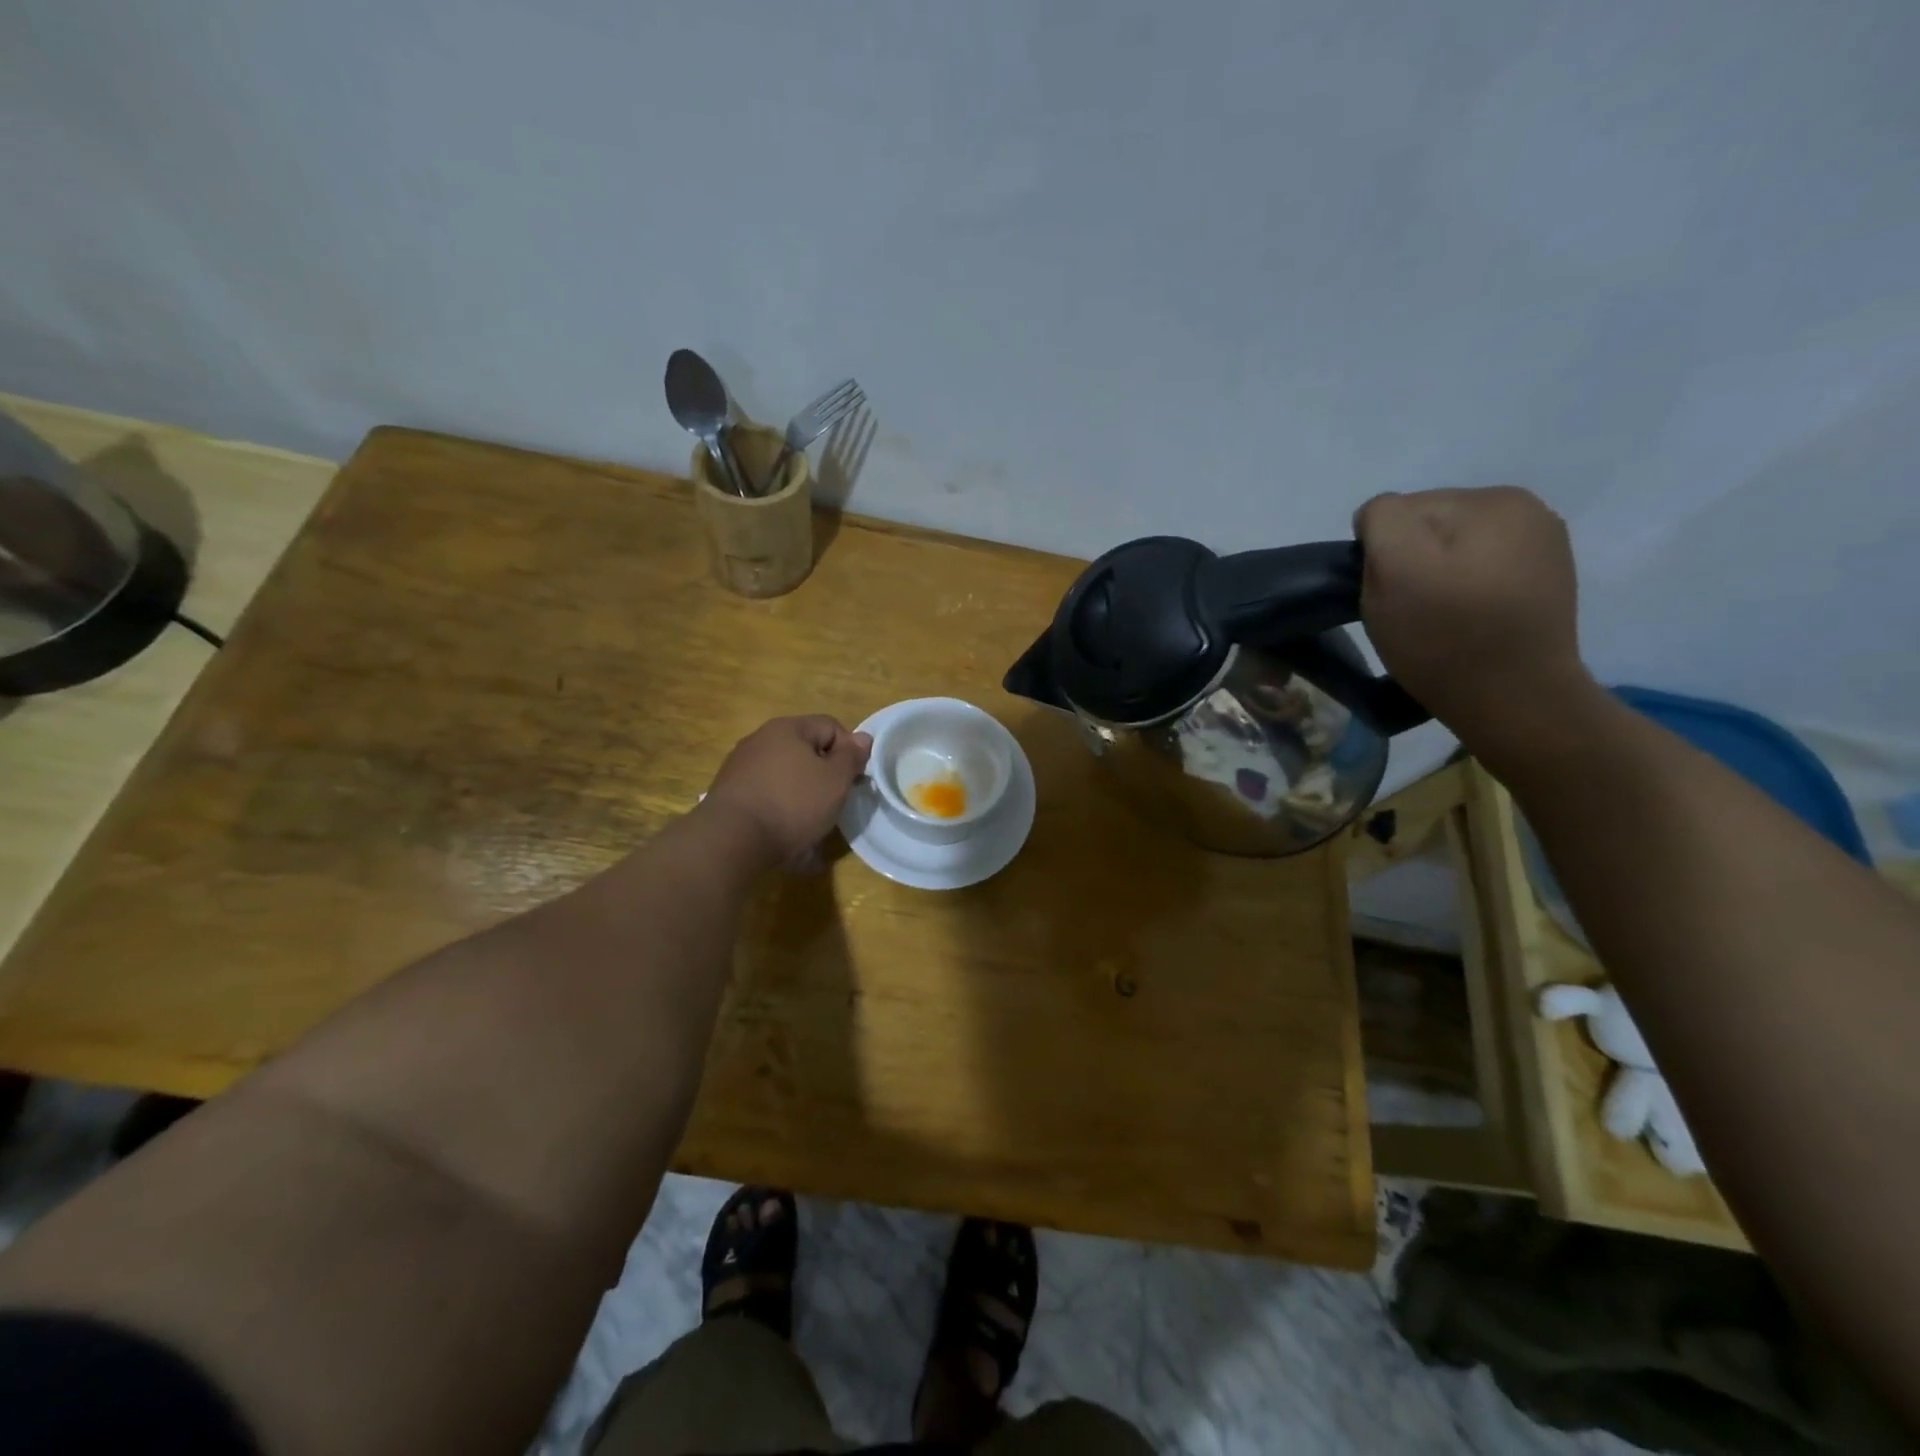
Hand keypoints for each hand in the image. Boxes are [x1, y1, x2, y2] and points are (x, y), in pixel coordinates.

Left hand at [702, 716, 872, 864]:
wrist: (732, 840)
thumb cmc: (792, 804)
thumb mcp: (835, 780)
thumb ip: (852, 756)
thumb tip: (863, 738)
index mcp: (788, 728)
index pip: (831, 726)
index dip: (849, 752)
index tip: (853, 781)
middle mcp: (761, 739)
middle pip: (806, 751)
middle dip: (823, 776)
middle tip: (833, 803)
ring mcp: (741, 766)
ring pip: (786, 776)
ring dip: (802, 795)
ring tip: (809, 825)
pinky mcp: (729, 793)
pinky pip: (766, 795)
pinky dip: (779, 809)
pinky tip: (784, 834)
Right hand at [1354, 486, 1598, 749]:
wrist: (1516, 701)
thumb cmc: (1445, 635)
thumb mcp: (1394, 566)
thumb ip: (1382, 519)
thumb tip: (1380, 518)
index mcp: (1493, 499)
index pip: (1401, 510)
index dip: (1380, 554)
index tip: (1390, 594)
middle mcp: (1528, 511)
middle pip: (1429, 528)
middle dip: (1410, 563)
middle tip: (1411, 611)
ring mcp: (1542, 549)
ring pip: (1453, 553)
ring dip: (1435, 580)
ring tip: (1438, 621)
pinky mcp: (1543, 586)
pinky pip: (1479, 576)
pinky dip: (1463, 596)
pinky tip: (1466, 624)